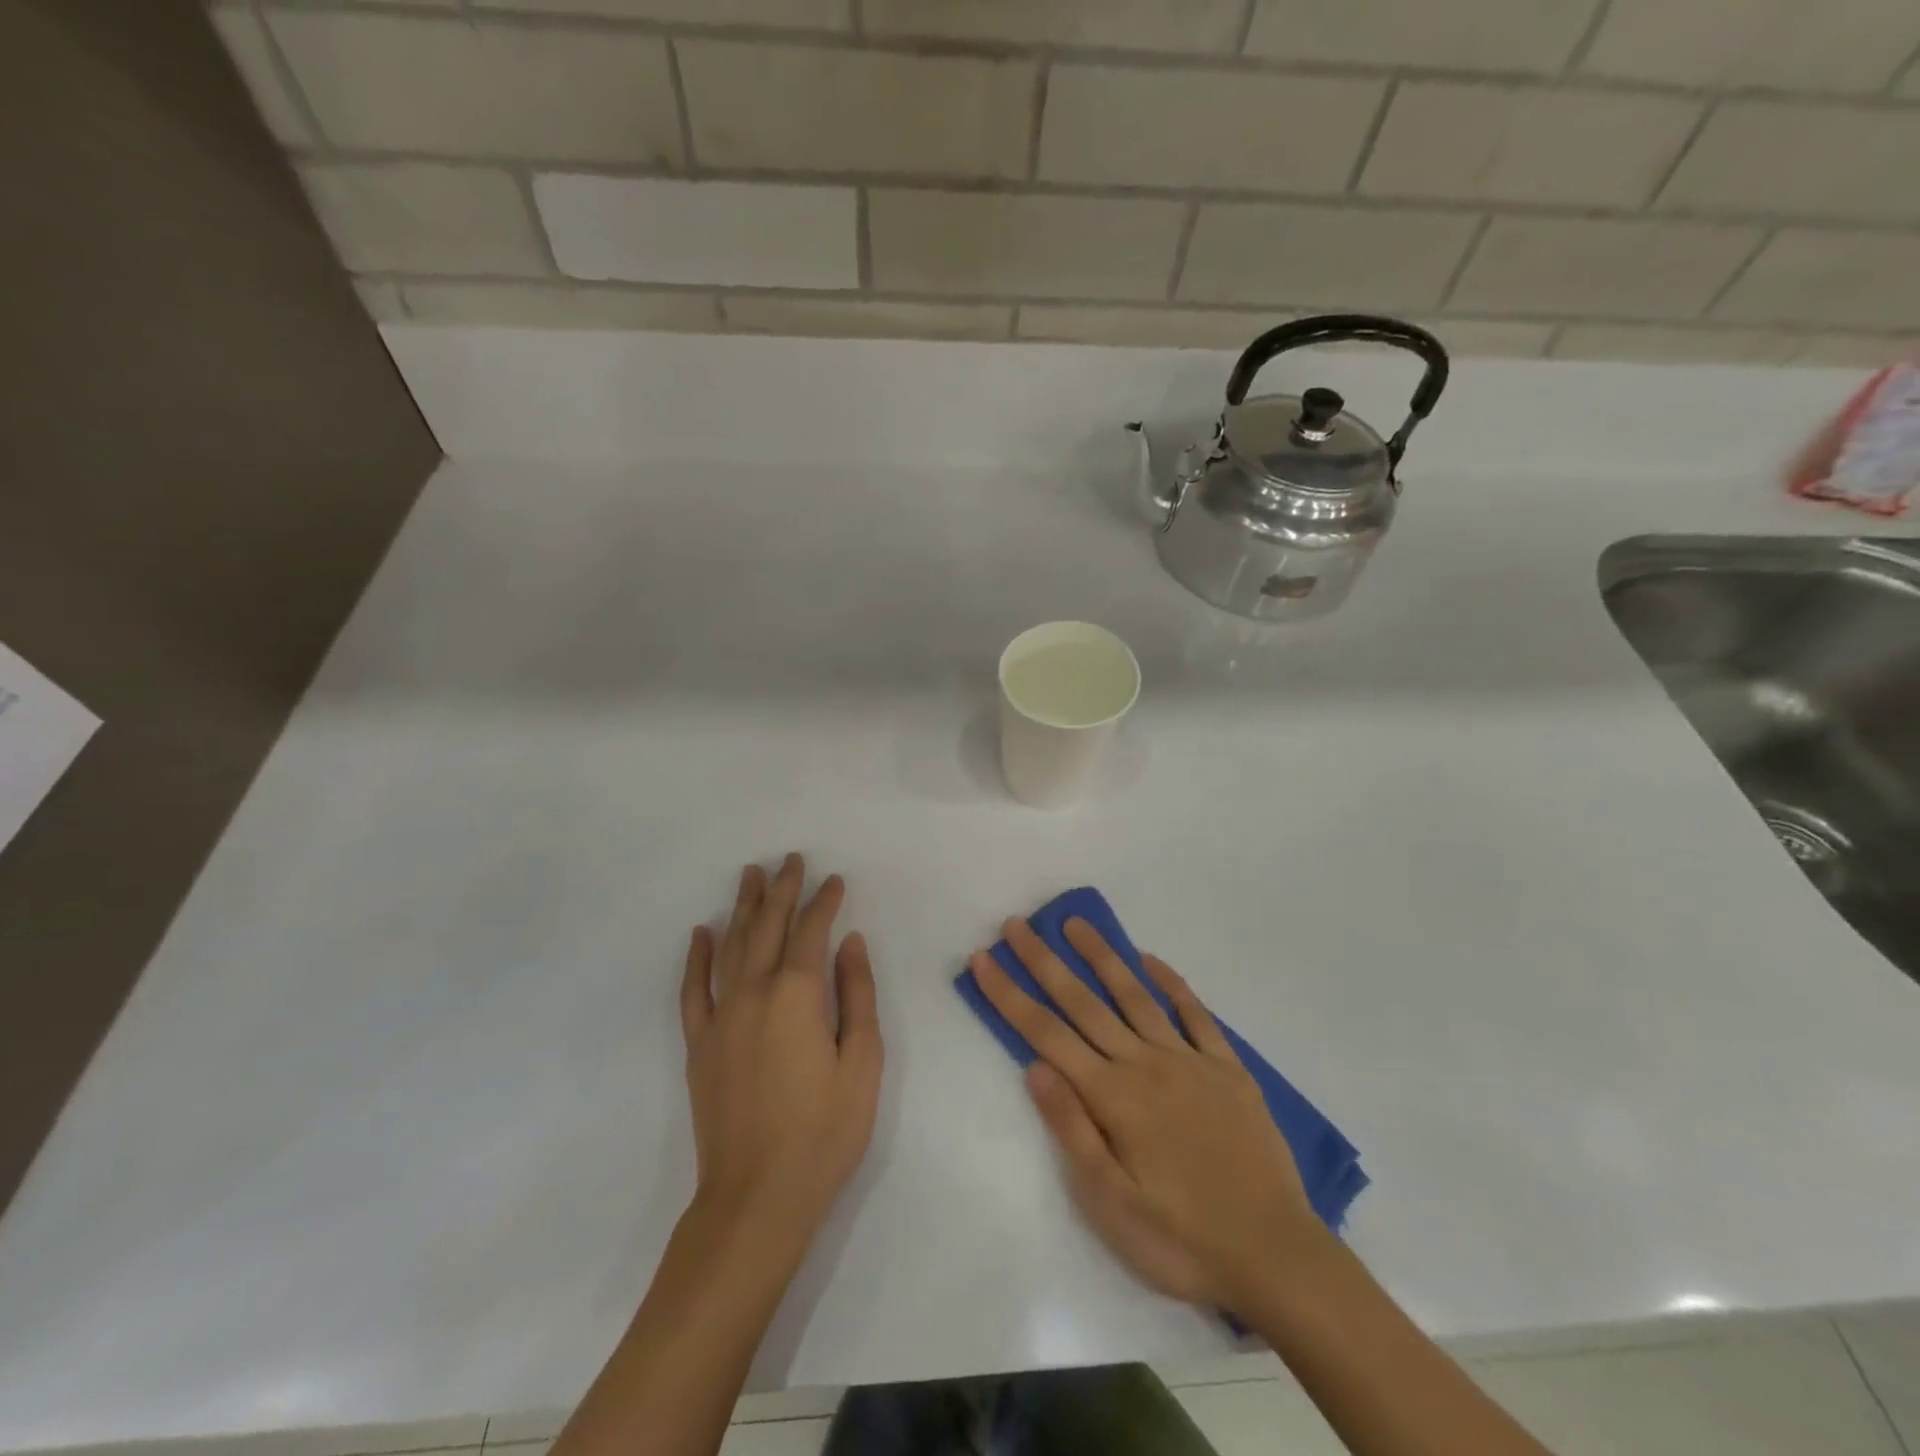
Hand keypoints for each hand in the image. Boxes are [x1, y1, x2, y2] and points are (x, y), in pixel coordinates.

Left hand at [681, 855, 882, 1236]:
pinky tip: (701, 932)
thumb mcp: (862, 1061)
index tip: (834, 879)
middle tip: (790, 860)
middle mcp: (753, 993)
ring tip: (749, 876)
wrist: (757, 1197)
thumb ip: (857, 994)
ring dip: (742, 908)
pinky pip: (692, 988)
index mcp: (797, 995)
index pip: (811, 932)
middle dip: (781, 890)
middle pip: (766, 927)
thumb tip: (850, 942)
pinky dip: (696, 956)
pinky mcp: (699, 1044)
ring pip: (729, 946)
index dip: (824, 902)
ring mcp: (720, 1017)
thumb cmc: (824, 1131)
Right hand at [971, 919, 1322, 1310]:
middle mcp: (1145, 1064)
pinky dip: (1171, 982)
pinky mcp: (1227, 1067)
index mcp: (1112, 1096)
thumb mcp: (1111, 1203)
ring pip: (1135, 994)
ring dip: (1101, 956)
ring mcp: (1188, 1060)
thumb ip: (1071, 1128)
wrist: (1275, 1255)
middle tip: (1016, 924)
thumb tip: (1034, 1066)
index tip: (982, 958)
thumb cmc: (1181, 1239)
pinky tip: (1150, 959)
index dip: (1009, 994)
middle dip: (1043, 961)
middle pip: (1083, 1002)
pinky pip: (1195, 1013)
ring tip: (1075, 923)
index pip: (1046, 1034)